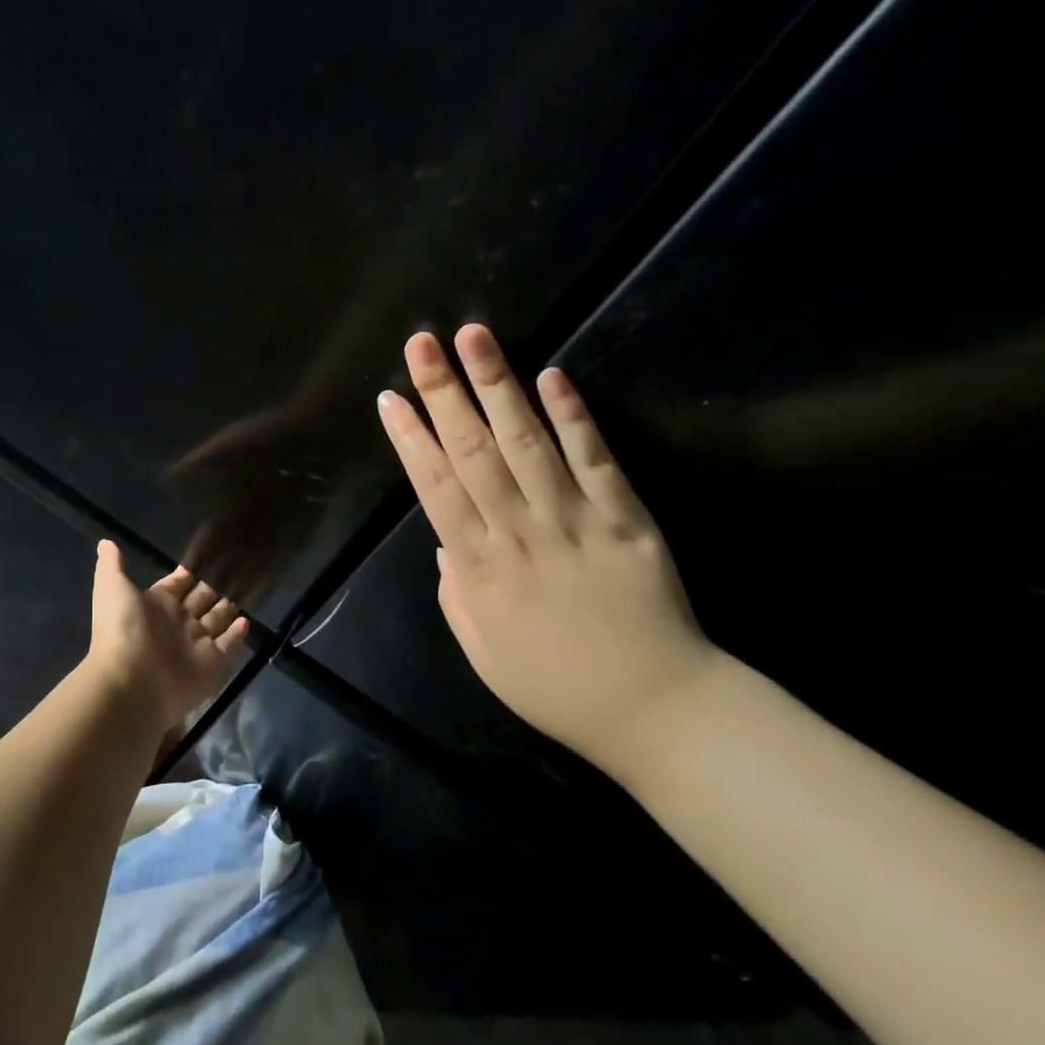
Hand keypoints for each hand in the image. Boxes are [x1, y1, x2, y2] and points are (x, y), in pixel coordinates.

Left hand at [85, 541, 248, 734]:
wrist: (132, 681)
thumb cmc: (123, 629)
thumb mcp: (112, 587)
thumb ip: (112, 564)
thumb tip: (105, 542)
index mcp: (156, 603)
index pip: (177, 584)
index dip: (188, 573)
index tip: (208, 557)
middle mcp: (177, 622)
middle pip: (199, 601)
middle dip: (212, 589)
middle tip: (234, 572)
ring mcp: (195, 643)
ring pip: (215, 621)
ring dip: (226, 609)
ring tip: (245, 593)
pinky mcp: (212, 663)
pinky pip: (228, 645)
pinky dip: (237, 634)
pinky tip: (246, 621)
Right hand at [376, 325, 716, 773]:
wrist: (654, 707)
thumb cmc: (554, 686)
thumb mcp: (482, 652)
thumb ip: (455, 594)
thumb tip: (441, 546)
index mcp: (479, 568)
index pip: (434, 488)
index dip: (410, 440)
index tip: (390, 398)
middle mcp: (519, 532)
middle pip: (473, 451)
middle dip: (444, 392)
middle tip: (423, 342)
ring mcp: (574, 520)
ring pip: (527, 441)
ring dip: (497, 385)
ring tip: (475, 337)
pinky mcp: (626, 517)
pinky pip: (595, 458)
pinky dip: (574, 416)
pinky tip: (552, 376)